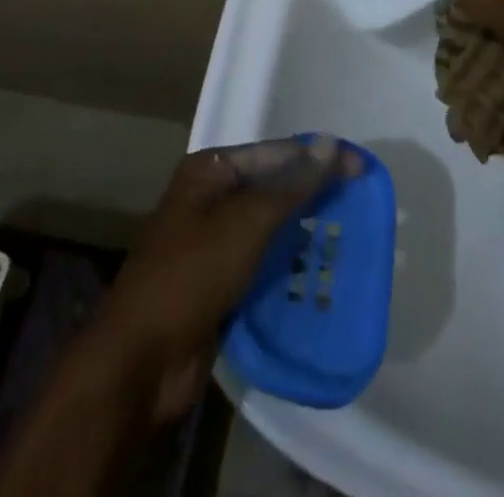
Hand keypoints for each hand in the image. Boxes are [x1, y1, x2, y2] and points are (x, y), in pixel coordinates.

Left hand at [78, 137, 361, 425]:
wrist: (141, 360)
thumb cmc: (192, 273)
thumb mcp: (247, 222)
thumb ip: (292, 184)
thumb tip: (331, 143)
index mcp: (210, 170)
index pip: (276, 152)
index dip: (318, 158)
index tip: (362, 169)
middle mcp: (211, 197)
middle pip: (273, 186)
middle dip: (312, 194)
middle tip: (359, 204)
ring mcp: (213, 241)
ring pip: (269, 227)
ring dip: (303, 231)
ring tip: (348, 236)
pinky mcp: (219, 281)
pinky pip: (261, 262)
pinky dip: (287, 263)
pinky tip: (319, 271)